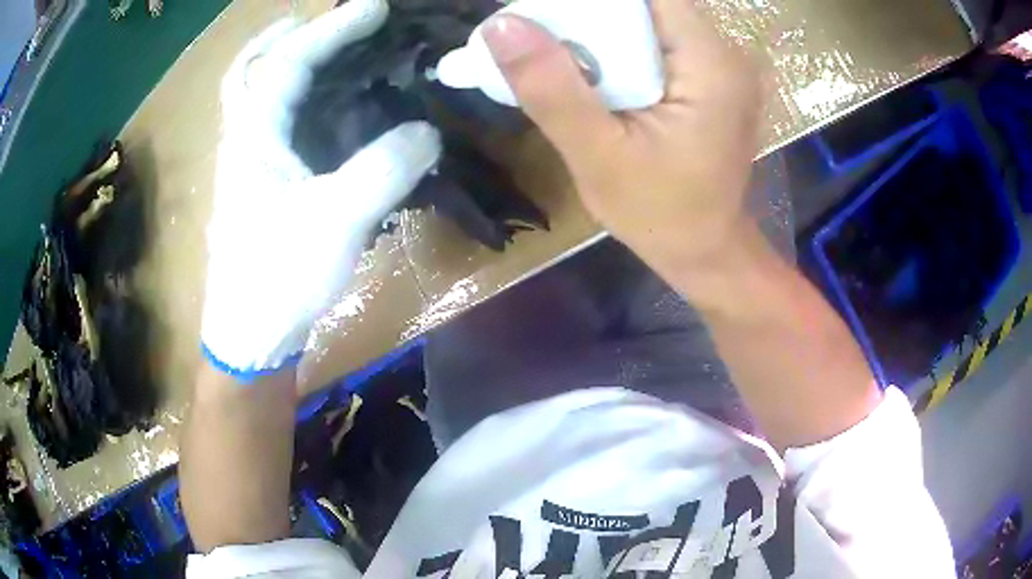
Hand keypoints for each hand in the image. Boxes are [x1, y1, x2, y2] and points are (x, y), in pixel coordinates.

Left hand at [201, 0, 440, 377]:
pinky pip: (272, 126)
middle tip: (331, 23)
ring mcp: (247, 164)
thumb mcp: (337, 220)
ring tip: (331, 52)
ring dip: (290, 64)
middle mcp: (243, 140)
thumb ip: (385, 168)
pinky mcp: (259, 187)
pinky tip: (325, 110)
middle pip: (252, 70)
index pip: (288, 61)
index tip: (376, 8)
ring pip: (258, 96)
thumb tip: (428, 130)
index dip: (332, 28)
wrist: (249, 337)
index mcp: (253, 137)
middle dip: (288, 36)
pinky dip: (295, 102)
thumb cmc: (280, 278)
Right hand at [483, 0, 761, 275]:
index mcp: (710, 64)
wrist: (705, 252)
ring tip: (560, 58)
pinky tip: (593, 74)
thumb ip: (552, 88)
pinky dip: (619, 48)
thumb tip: (501, 25)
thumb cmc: (659, 215)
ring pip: (649, 21)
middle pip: (646, 5)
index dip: (592, 1)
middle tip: (540, 37)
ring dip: (601, 31)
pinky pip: (658, 43)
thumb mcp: (597, 157)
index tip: (547, 15)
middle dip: (590, 15)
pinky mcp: (711, 79)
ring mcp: (722, 66)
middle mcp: (725, 54)